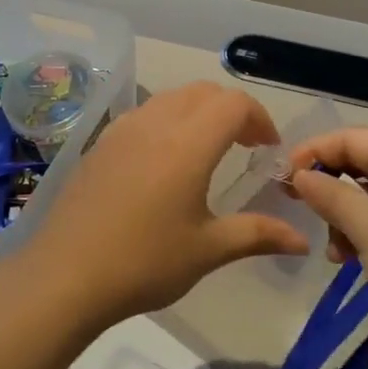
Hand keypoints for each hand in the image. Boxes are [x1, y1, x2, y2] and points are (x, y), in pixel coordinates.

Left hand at [19, 82, 310, 325]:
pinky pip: (145, 113)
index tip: (267, 150)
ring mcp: (124, 129)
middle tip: (245, 146)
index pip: (235, 104)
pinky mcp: (101, 143)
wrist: (65, 276)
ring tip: (207, 149)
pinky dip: (168, 120)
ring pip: (172, 98)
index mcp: (189, 144)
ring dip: (199, 111)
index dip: (260, 118)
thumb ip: (258, 234)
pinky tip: (164, 161)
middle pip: (204, 92)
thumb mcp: (207, 250)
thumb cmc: (144, 262)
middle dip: (232, 110)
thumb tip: (302, 240)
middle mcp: (157, 123)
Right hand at [288, 128, 367, 367]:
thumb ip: (330, 194)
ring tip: (333, 249)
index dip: (315, 151)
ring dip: (342, 215)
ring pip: (367, 195)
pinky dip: (360, 234)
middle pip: (360, 163)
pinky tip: (348, 260)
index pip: (352, 137)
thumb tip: (300, 175)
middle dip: (328, 185)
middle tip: (297, 206)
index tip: (283, 176)